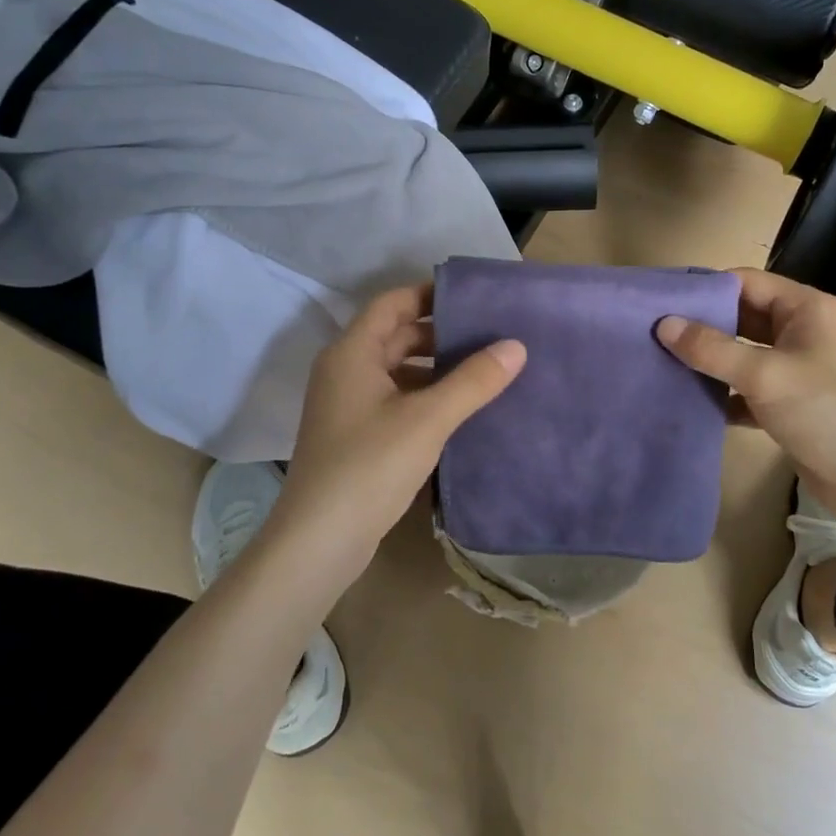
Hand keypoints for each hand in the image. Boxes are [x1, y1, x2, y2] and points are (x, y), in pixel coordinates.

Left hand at [268, 284, 525, 581]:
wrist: (319, 541)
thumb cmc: (369, 466)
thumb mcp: (428, 418)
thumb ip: (473, 380)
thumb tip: (516, 345)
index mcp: (353, 353)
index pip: (394, 303)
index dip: (430, 294)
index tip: (475, 297)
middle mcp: (345, 371)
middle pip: (396, 335)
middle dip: (441, 333)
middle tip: (490, 333)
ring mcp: (348, 405)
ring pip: (398, 370)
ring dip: (436, 368)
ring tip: (485, 370)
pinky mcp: (356, 435)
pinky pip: (396, 399)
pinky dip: (426, 396)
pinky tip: (461, 410)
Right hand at [656, 269, 835, 535]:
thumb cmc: (825, 411)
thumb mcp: (764, 374)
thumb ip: (712, 349)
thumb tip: (663, 324)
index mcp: (806, 309)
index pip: (747, 282)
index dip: (707, 290)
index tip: (663, 302)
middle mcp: (803, 331)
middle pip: (743, 317)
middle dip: (703, 327)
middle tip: (656, 335)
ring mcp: (798, 368)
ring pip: (744, 354)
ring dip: (711, 361)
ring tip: (664, 364)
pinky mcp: (791, 403)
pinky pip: (749, 388)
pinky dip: (724, 393)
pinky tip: (691, 401)